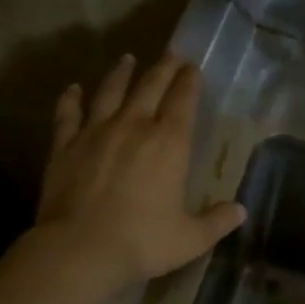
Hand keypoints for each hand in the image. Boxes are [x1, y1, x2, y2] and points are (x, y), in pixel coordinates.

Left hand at [36, 53, 246, 288]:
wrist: (79, 250)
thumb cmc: (142, 242)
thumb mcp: (190, 239)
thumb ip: (217, 222)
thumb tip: (240, 211)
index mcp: (169, 143)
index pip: (183, 100)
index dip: (189, 81)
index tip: (193, 68)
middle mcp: (134, 126)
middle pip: (150, 86)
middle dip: (164, 67)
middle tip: (171, 53)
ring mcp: (96, 132)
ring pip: (110, 92)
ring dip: (120, 73)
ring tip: (127, 59)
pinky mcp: (64, 146)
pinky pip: (68, 115)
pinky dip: (70, 99)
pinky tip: (73, 89)